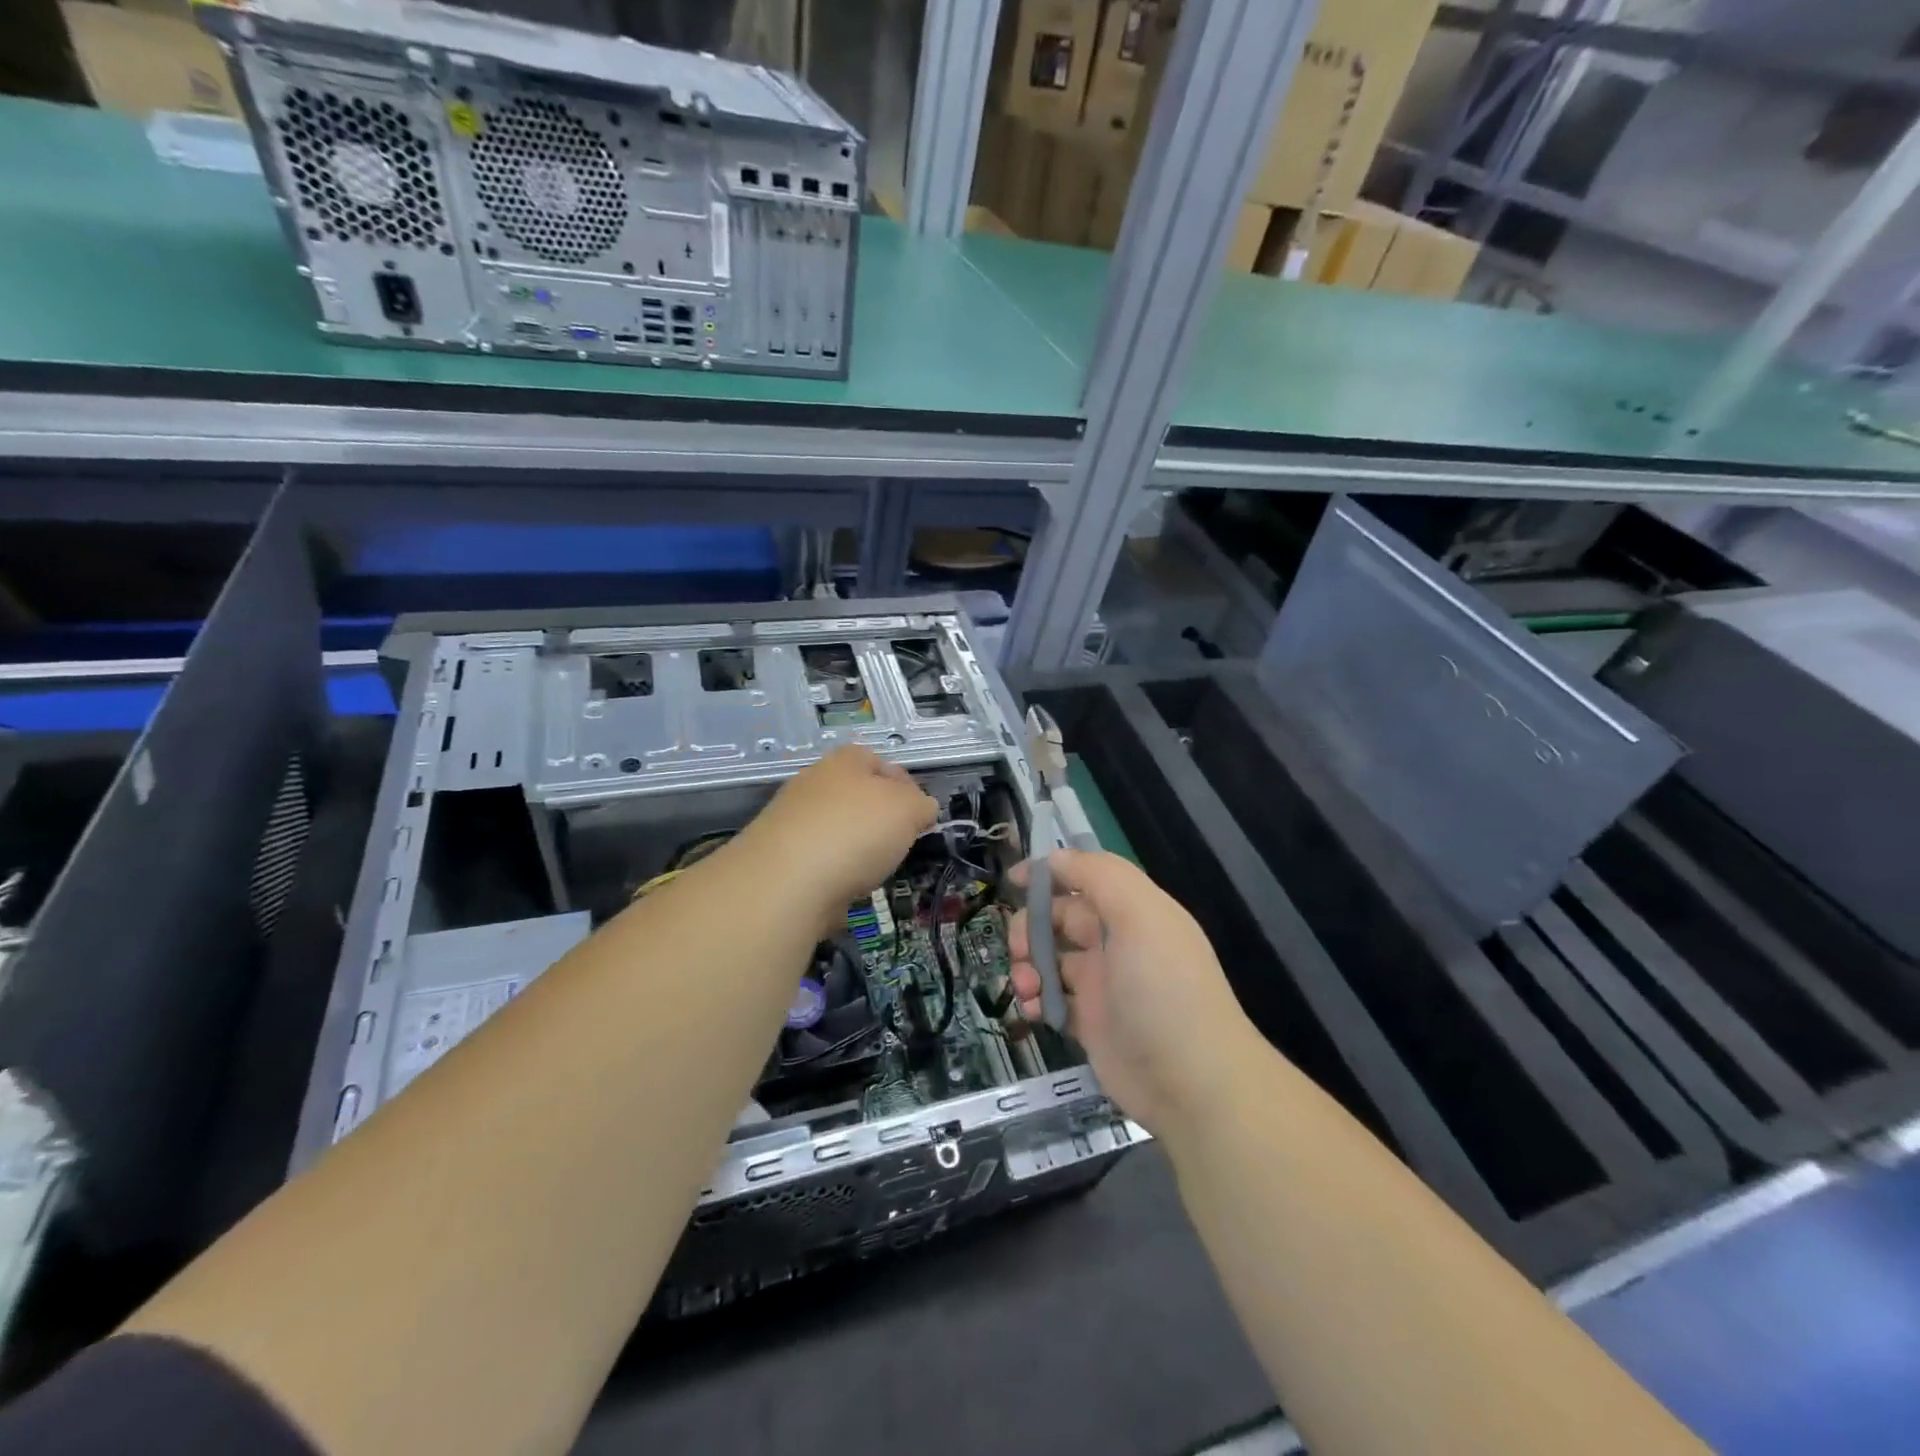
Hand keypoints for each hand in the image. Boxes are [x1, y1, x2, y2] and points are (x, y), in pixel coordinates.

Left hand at [741, 745, 936, 914]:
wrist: (786, 881)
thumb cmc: (856, 832)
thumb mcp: (909, 810)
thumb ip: (921, 805)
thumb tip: (921, 809)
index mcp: (844, 761)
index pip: (879, 761)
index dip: (903, 785)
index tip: (919, 814)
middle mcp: (813, 782)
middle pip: (855, 796)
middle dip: (878, 819)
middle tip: (898, 843)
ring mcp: (790, 820)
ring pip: (835, 830)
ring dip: (854, 849)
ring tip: (871, 872)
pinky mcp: (777, 858)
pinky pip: (816, 862)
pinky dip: (831, 875)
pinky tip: (841, 891)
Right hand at [1009, 850, 1254, 1135]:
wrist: (1194, 1084)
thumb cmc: (1163, 990)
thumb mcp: (1140, 916)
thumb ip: (1099, 876)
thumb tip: (1056, 857)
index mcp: (1133, 911)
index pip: (1085, 878)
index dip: (1050, 874)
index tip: (1013, 881)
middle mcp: (1117, 942)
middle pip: (1060, 918)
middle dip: (1030, 927)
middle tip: (1020, 951)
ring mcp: (1104, 985)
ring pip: (1050, 960)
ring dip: (1028, 966)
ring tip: (1026, 989)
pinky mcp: (1093, 1025)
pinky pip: (1053, 1001)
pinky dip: (1036, 1001)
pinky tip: (1033, 1012)